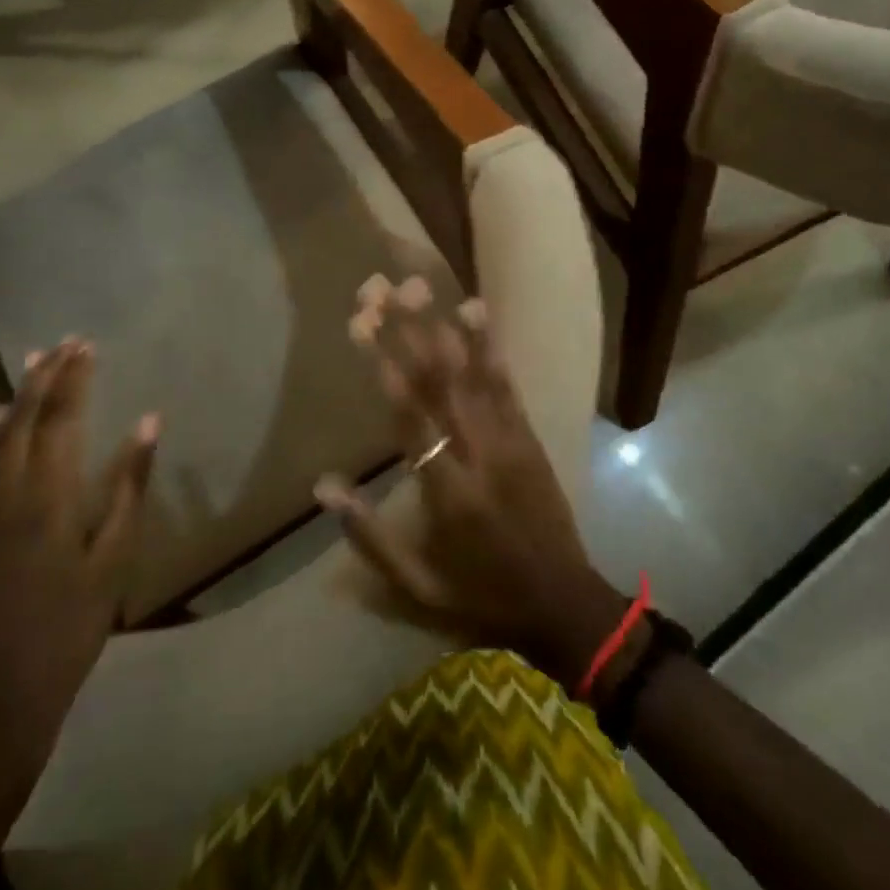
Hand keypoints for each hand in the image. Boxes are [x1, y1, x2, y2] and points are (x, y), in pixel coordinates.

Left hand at [0, 338, 157, 863]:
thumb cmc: (72, 627)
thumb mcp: (115, 558)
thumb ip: (129, 485)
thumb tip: (148, 422)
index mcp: (48, 497)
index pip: (59, 420)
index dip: (73, 379)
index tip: (86, 345)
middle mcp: (8, 493)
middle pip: (22, 420)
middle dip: (43, 377)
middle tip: (64, 342)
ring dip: (17, 397)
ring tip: (34, 363)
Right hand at [316, 277, 627, 688]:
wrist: (564, 605)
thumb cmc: (479, 595)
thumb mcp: (415, 586)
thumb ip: (368, 536)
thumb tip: (324, 485)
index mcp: (446, 492)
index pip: (411, 419)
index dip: (386, 368)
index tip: (363, 324)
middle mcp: (478, 454)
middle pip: (438, 382)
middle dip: (407, 330)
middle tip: (382, 287)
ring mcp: (509, 440)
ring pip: (471, 373)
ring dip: (442, 325)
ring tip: (418, 284)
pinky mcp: (529, 436)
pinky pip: (506, 384)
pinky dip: (489, 346)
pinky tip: (474, 311)